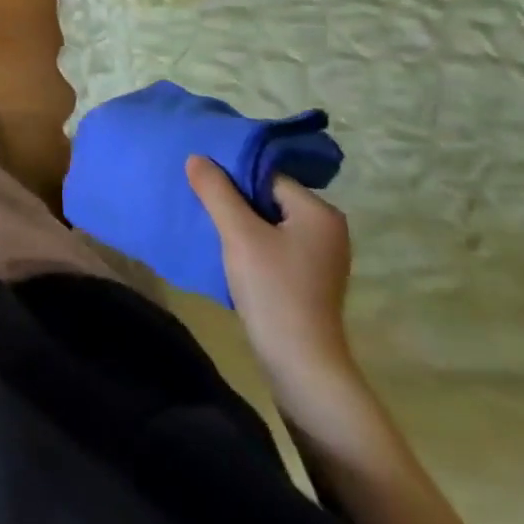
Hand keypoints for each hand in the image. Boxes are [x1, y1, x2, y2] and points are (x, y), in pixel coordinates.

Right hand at [186, 157, 354, 389]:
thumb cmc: (273, 291)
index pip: (267, 176)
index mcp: (320, 212)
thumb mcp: (238, 234)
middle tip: (204, 205)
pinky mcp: (311, 278)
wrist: (300, 366)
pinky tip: (231, 253)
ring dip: (241, 223)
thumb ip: (216, 190)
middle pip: (268, 196)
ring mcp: (321, 256)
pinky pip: (275, 244)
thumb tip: (196, 157)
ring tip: (214, 228)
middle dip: (236, 200)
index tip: (206, 188)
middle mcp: (328, 229)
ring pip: (269, 221)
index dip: (234, 179)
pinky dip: (253, 243)